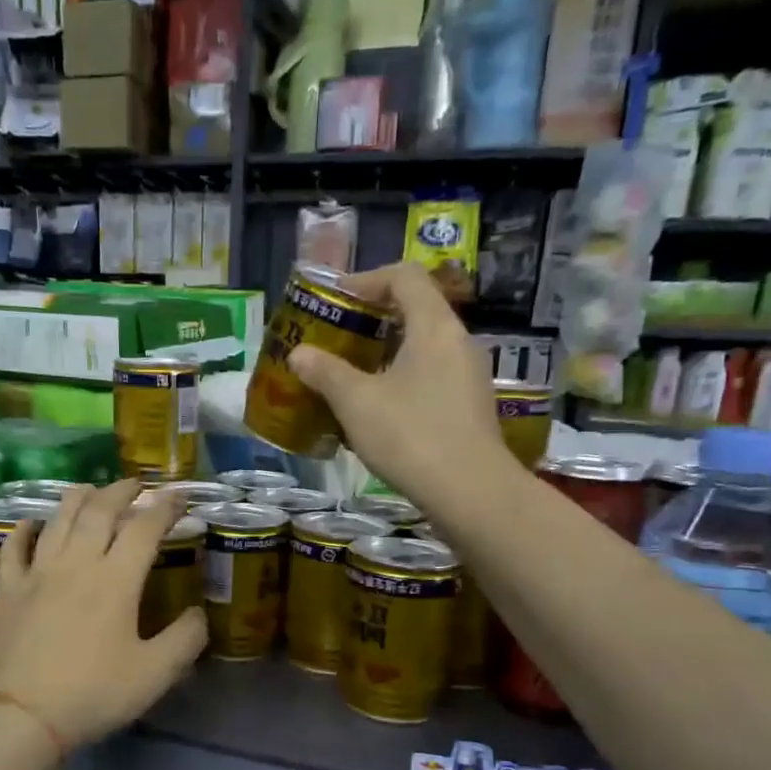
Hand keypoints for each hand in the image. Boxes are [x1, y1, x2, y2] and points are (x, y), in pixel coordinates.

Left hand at [0, 479, 207, 748]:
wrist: (20, 716)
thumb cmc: (93, 693)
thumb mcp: (155, 674)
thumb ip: (185, 639)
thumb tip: (198, 614)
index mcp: (116, 580)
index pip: (145, 528)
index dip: (165, 507)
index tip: (180, 497)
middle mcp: (76, 564)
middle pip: (99, 511)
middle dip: (121, 491)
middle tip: (136, 484)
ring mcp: (37, 574)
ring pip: (58, 520)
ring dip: (78, 498)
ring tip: (90, 489)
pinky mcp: (9, 591)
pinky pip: (14, 548)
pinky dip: (24, 529)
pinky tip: (31, 523)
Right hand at [287, 263, 512, 504]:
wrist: (469, 492)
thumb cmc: (410, 436)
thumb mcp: (356, 403)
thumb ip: (325, 372)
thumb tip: (299, 353)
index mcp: (434, 326)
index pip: (404, 276)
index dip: (366, 280)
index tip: (336, 301)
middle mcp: (459, 342)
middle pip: (416, 310)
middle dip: (373, 321)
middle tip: (338, 340)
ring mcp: (470, 376)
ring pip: (424, 348)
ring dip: (386, 355)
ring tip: (352, 378)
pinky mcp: (471, 407)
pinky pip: (433, 377)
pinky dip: (403, 380)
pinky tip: (380, 411)